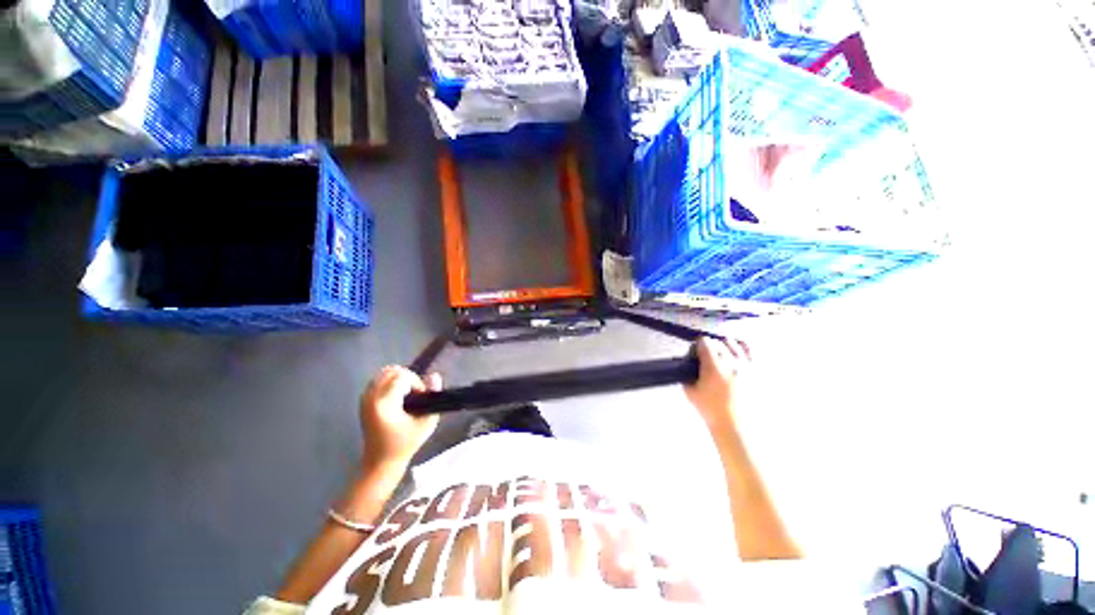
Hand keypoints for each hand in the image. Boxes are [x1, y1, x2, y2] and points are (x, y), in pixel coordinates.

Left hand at [359, 366, 440, 469]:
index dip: (417, 383)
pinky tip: (398, 396)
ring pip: (384, 373)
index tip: (422, 398)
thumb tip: (434, 375)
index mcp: (384, 403)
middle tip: (416, 394)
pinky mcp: (363, 401)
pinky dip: (390, 382)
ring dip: (399, 378)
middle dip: (408, 377)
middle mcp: (371, 397)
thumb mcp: (426, 423)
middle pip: (392, 371)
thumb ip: (433, 396)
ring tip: (407, 394)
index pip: (403, 376)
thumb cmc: (405, 444)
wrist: (381, 461)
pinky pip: (378, 380)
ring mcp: (364, 398)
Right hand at [685, 337, 749, 435]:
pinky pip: (750, 351)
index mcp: (714, 366)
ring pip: (734, 343)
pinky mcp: (758, 372)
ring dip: (725, 347)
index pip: (704, 342)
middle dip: (709, 347)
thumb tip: (688, 366)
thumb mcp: (690, 392)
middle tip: (706, 359)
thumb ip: (686, 375)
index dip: (697, 347)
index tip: (694, 355)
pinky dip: (741, 350)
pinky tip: (736, 356)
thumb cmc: (710, 409)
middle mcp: (732, 362)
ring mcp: (747, 366)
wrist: (735, 425)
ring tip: (722, 357)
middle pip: (718, 342)